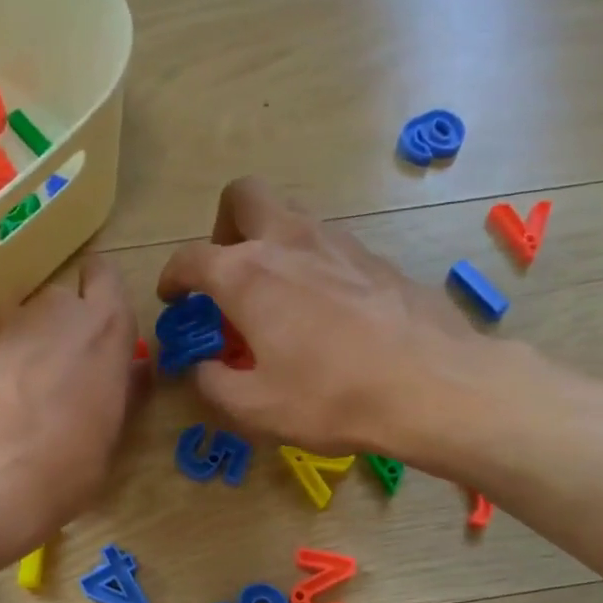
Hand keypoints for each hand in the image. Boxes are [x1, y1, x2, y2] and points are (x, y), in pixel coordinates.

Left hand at [0, 255, 139, 557]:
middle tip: (61, 372)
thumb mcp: (113, 433)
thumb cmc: (68, 464)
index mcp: (105, 328)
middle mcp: (56, 310)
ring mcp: (7, 321)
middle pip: (63, 301)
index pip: (106, 277)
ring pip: (23, 318)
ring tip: (20, 388)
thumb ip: (124, 389)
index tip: (98, 324)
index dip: (101, 295)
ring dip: (27, 341)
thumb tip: (133, 370)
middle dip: (63, 327)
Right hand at [156, 177, 484, 456]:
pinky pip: (330, 245)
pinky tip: (325, 309)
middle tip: (228, 270)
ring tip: (276, 293)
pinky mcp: (376, 258)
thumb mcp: (255, 407)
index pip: (191, 258)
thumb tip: (204, 367)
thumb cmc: (330, 397)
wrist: (430, 385)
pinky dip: (313, 264)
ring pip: (291, 215)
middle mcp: (289, 242)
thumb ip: (214, 383)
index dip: (172, 276)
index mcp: (247, 275)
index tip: (172, 297)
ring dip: (271, 241)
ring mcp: (338, 243)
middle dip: (224, 225)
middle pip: (244, 196)